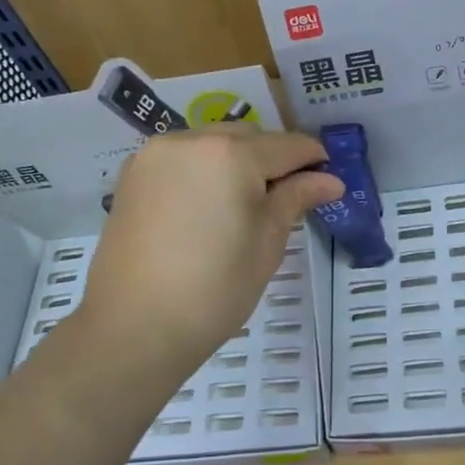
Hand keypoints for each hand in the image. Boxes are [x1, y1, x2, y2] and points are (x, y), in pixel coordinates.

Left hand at [73, 124, 342, 386]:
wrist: (134, 327)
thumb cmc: (215, 288)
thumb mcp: (267, 242)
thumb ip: (296, 198)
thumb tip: (330, 180)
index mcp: (231, 154)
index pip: (287, 145)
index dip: (314, 159)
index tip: (328, 179)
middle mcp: (191, 140)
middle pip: (248, 136)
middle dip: (272, 158)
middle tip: (286, 198)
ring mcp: (156, 154)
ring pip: (212, 142)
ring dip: (236, 160)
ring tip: (244, 203)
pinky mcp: (134, 174)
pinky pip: (182, 157)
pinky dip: (203, 169)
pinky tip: (207, 204)